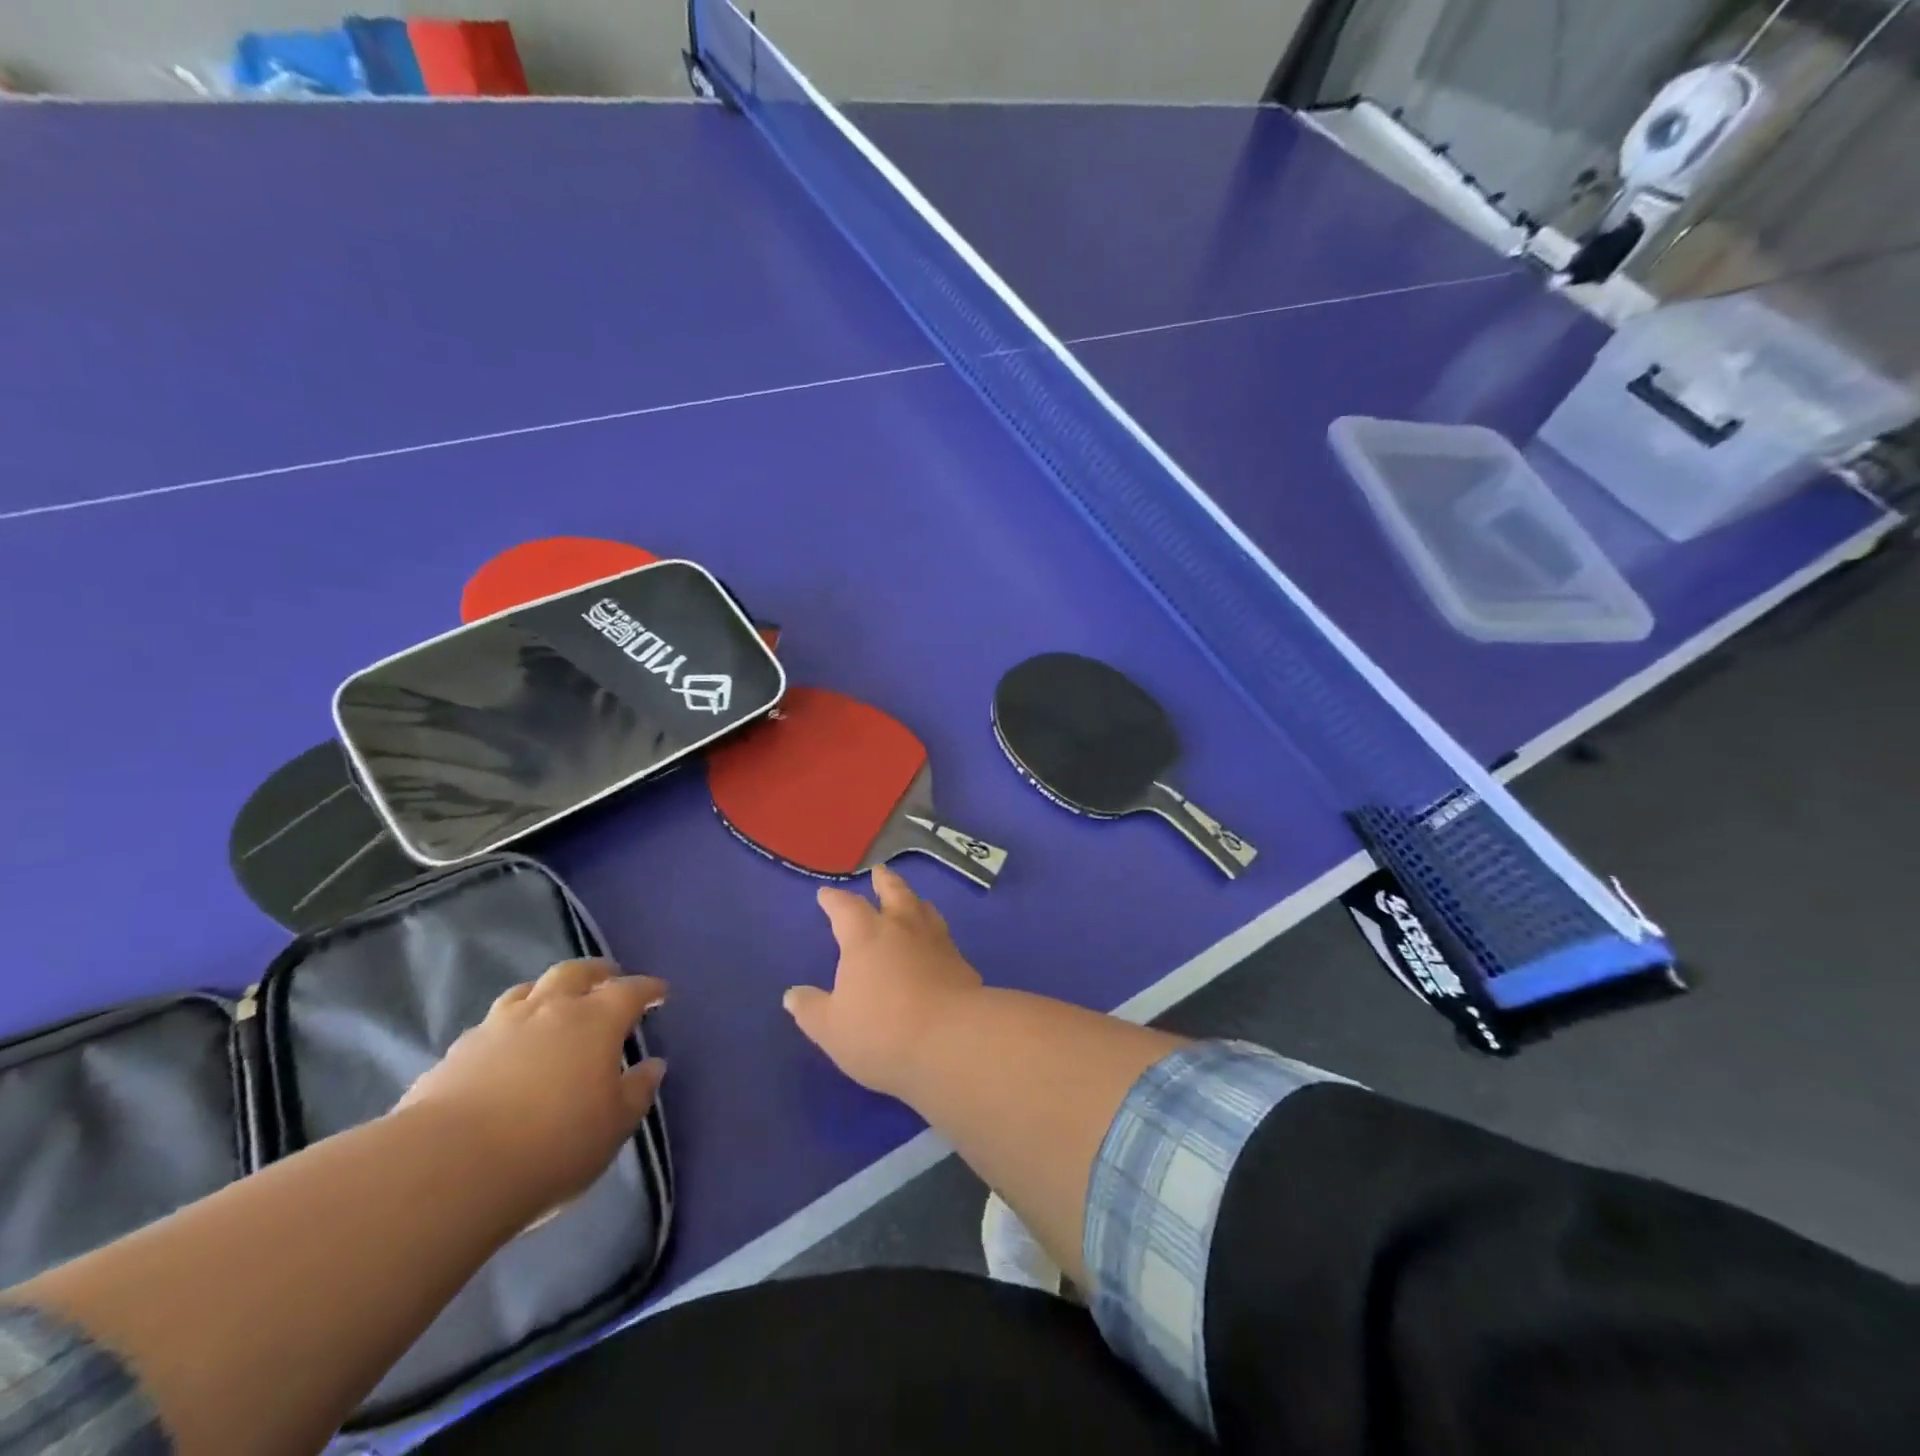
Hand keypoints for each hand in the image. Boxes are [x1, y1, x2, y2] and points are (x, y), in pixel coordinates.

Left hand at [398, 960, 666, 1218]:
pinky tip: (505, 1050)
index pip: (631, 991)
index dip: (648, 989)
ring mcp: (497, 1026)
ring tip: (553, 1005)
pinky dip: (508, 1028)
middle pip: (575, 973)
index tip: (660, 993)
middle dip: (597, 972)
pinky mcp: (455, 1054)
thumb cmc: (552, 1143)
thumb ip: (637, 1091)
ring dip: (547, 992)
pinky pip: (490, 1026)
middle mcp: (549, 1009)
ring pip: (527, 991)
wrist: (447, 1169)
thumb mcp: (614, 1126)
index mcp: (596, 1020)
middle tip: (608, 978)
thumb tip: (652, 1065)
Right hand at [784, 865, 983, 1097]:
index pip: (845, 907)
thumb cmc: (882, 1031)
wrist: (952, 1040)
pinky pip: (944, 937)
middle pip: (894, 892)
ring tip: (911, 900)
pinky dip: (935, 933)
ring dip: (913, 900)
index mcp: (865, 936)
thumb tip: (792, 994)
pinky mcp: (961, 963)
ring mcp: (937, 942)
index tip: (826, 894)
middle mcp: (902, 928)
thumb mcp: (832, 1028)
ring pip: (924, 909)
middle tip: (879, 871)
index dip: (833, 899)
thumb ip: (811, 1008)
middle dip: (883, 881)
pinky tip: (936, 944)